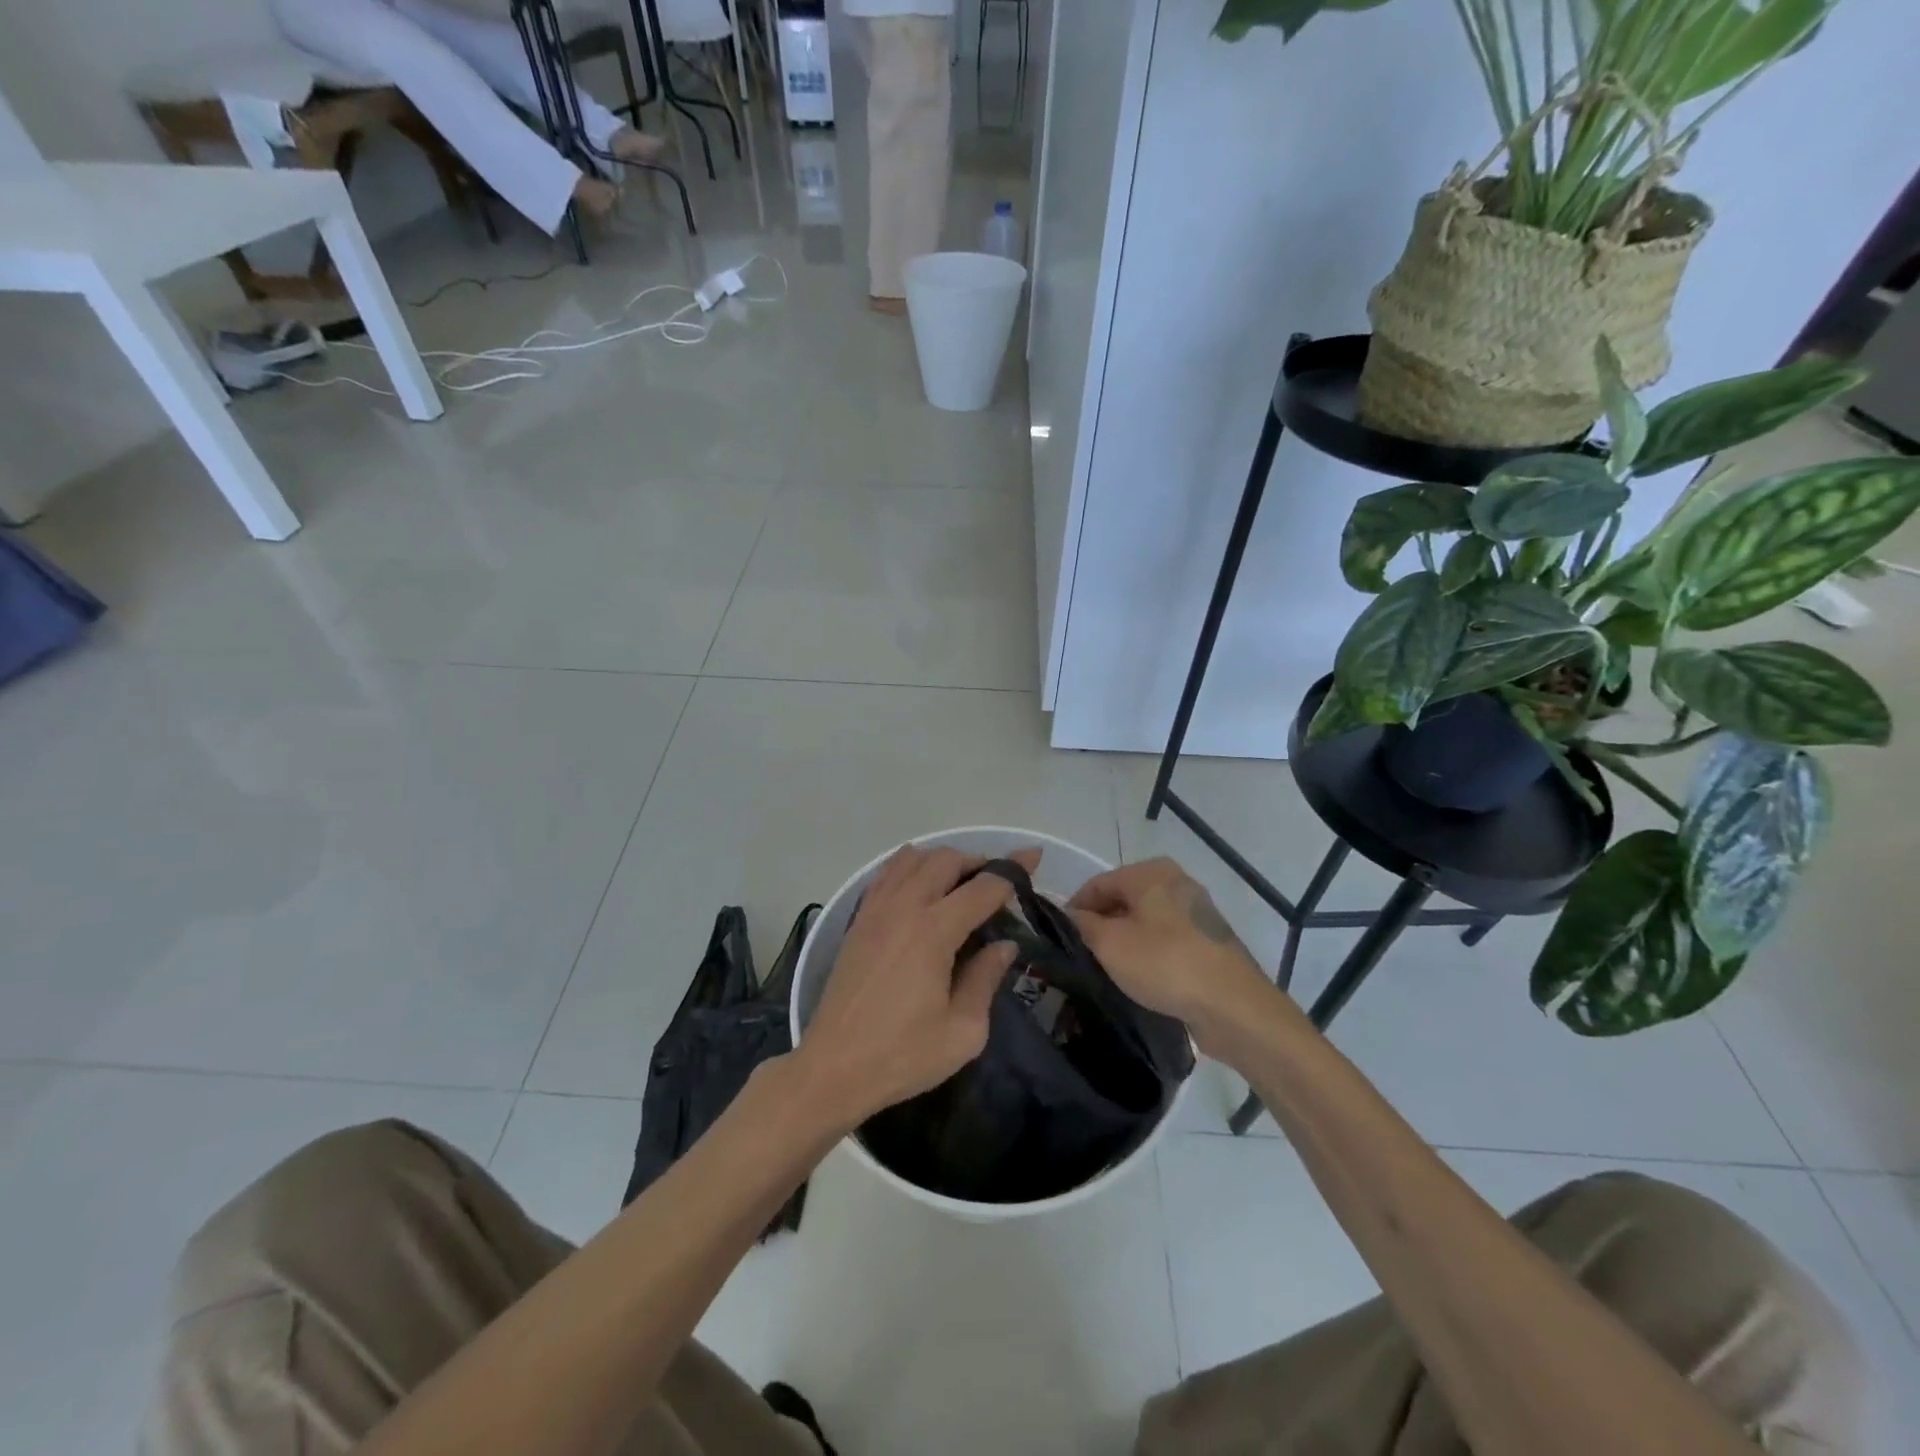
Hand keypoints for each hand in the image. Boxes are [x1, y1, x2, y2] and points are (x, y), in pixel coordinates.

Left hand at [794, 844, 1040, 1130]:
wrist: (832, 1068)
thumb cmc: (902, 1055)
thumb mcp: (963, 1031)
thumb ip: (986, 979)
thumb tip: (1004, 945)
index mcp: (933, 931)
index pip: (983, 887)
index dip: (1013, 870)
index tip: (1034, 857)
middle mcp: (904, 907)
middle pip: (946, 860)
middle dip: (978, 863)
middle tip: (998, 886)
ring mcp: (876, 910)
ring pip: (913, 859)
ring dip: (943, 861)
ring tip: (961, 884)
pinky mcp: (858, 921)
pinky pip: (886, 874)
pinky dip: (910, 868)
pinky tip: (921, 888)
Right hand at [1068, 858, 1277, 1051]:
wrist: (1232, 1005)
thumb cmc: (1164, 964)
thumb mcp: (1110, 944)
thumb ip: (1083, 924)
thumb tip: (1070, 915)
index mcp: (1151, 872)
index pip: (1098, 884)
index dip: (1074, 908)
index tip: (1060, 937)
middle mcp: (1176, 882)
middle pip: (1123, 900)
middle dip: (1101, 925)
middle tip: (1082, 955)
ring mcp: (1197, 911)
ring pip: (1145, 921)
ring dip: (1125, 941)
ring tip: (1108, 970)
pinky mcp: (1209, 940)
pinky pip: (1167, 939)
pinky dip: (1150, 953)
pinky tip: (1141, 978)